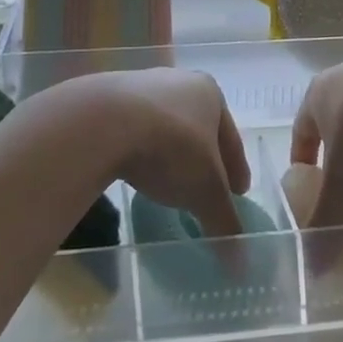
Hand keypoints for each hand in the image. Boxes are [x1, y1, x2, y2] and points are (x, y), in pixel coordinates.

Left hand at [89, 69, 250, 239]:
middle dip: (202, 158)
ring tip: (166, 183)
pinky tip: (135, 171)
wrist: (103, 122)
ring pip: (163, 127)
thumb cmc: (171, 147)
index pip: (231, 138)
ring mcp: (139, 86)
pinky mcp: (106, 99)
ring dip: (168, 152)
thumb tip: (239, 259)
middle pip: (198, 128)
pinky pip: (131, 130)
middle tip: (205, 188)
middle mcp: (178, 82)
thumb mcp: (205, 190)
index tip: (239, 194)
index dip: (237, 169)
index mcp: (209, 93)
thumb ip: (224, 219)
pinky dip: (139, 150)